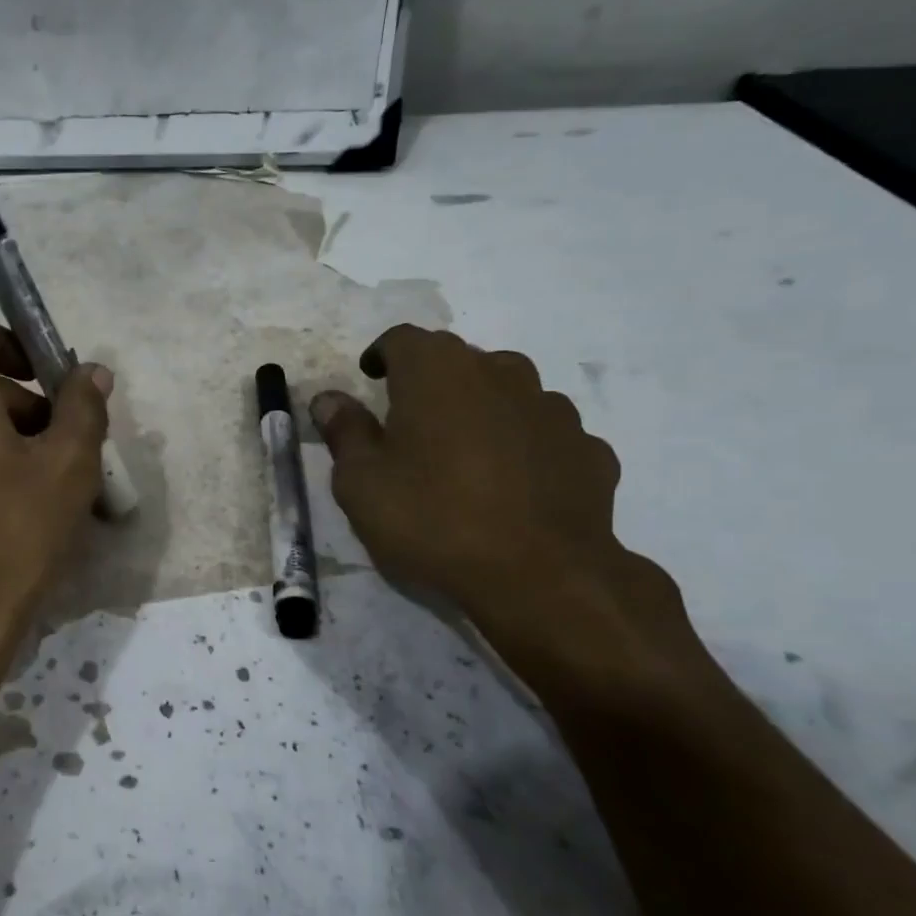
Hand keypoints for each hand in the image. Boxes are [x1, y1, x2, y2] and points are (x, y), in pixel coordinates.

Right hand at [311, 325, 668, 655]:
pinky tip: (511, 486)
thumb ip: (344, 432)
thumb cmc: (432, 520)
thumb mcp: (361, 483)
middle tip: (410, 425)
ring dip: (479, 410)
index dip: (382, 355)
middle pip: (457, 360)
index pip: (403, 339)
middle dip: (430, 382)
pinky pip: (542, 433)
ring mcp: (551, 408)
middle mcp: (499, 373)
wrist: (541, 577)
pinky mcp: (587, 447)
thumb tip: (329, 399)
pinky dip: (522, 446)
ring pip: (505, 392)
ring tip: (463, 456)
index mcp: (437, 372)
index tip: (371, 380)